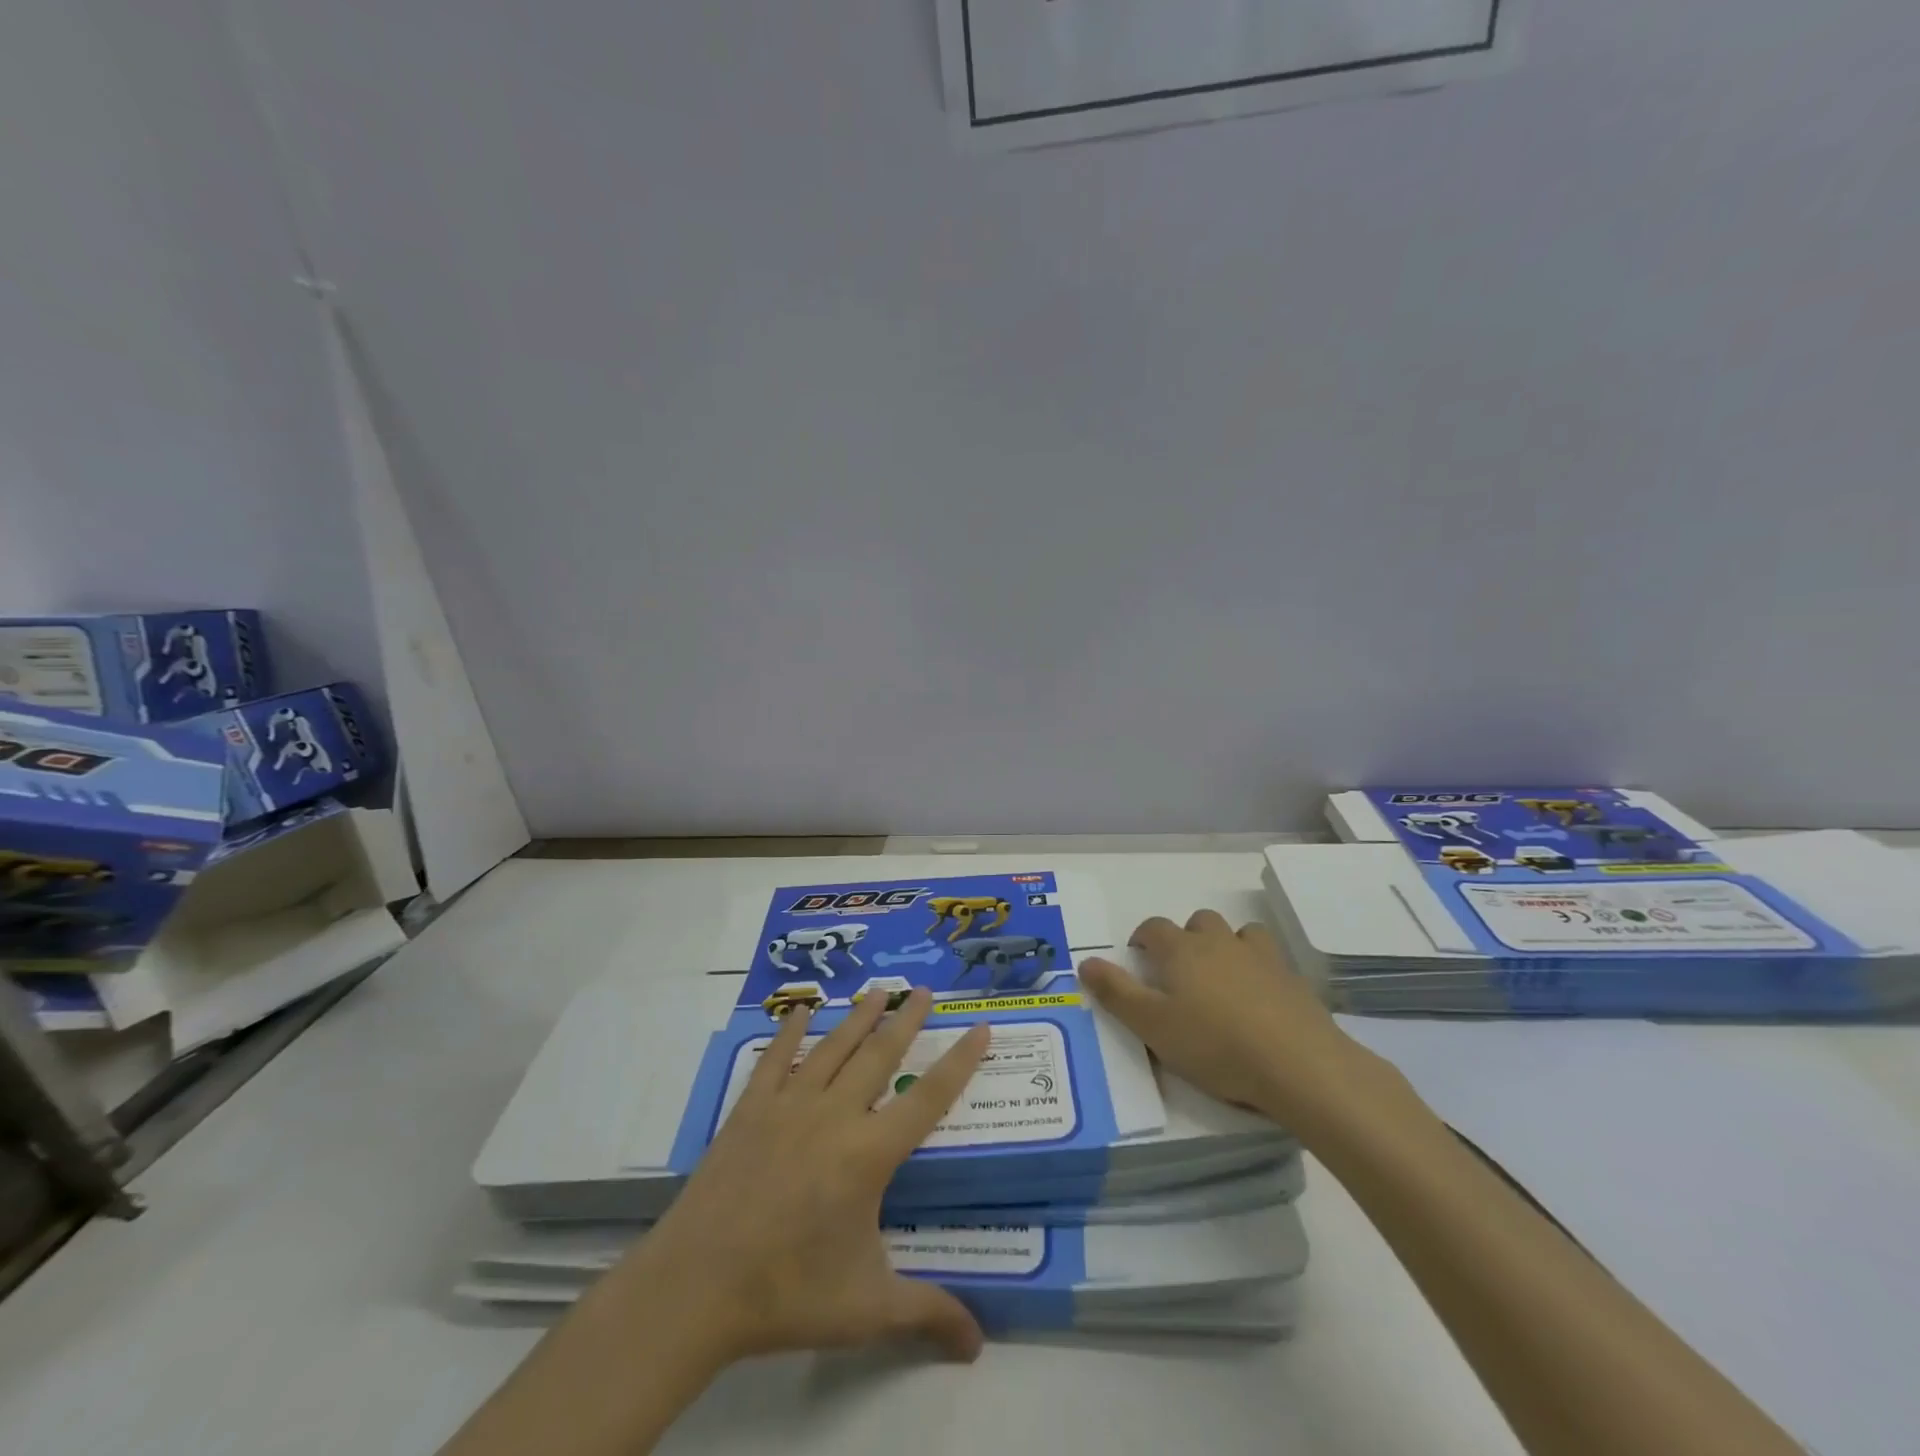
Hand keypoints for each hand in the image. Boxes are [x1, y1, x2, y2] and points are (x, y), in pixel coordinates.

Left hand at [607, 988, 990, 1368]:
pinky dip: (789, 1031)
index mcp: (868, 1154)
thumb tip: (979, 1345)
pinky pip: (775, 1058)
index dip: (959, 1062)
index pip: (928, 1098)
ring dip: (859, 1017)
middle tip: (924, 990)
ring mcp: (789, 1105)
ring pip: (833, 1047)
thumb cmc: (787, 1293)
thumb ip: (926, 1315)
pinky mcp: (751, 1109)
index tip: (980, 1028)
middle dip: (906, 1020)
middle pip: (880, 1055)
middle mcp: (834, 1115)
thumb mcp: (866, 1309)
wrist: (696, 1287)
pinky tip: (800, 1010)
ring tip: (878, 990)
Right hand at [1080, 911, 1390, 1135]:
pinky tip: (1259, 997)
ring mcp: (1260, 956)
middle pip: (1197, 922)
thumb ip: (1116, 993)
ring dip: (1225, 945)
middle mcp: (1219, 942)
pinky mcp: (1291, 978)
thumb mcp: (1152, 1025)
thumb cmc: (1214, 1045)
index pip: (1154, 928)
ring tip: (1222, 977)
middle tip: (1180, 972)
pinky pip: (1269, 958)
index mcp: (1181, 951)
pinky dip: (1258, 967)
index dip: (1142, 938)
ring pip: (1238, 932)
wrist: (1298, 1064)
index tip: (1138, 958)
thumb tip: (1085, 962)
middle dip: (1185, 938)